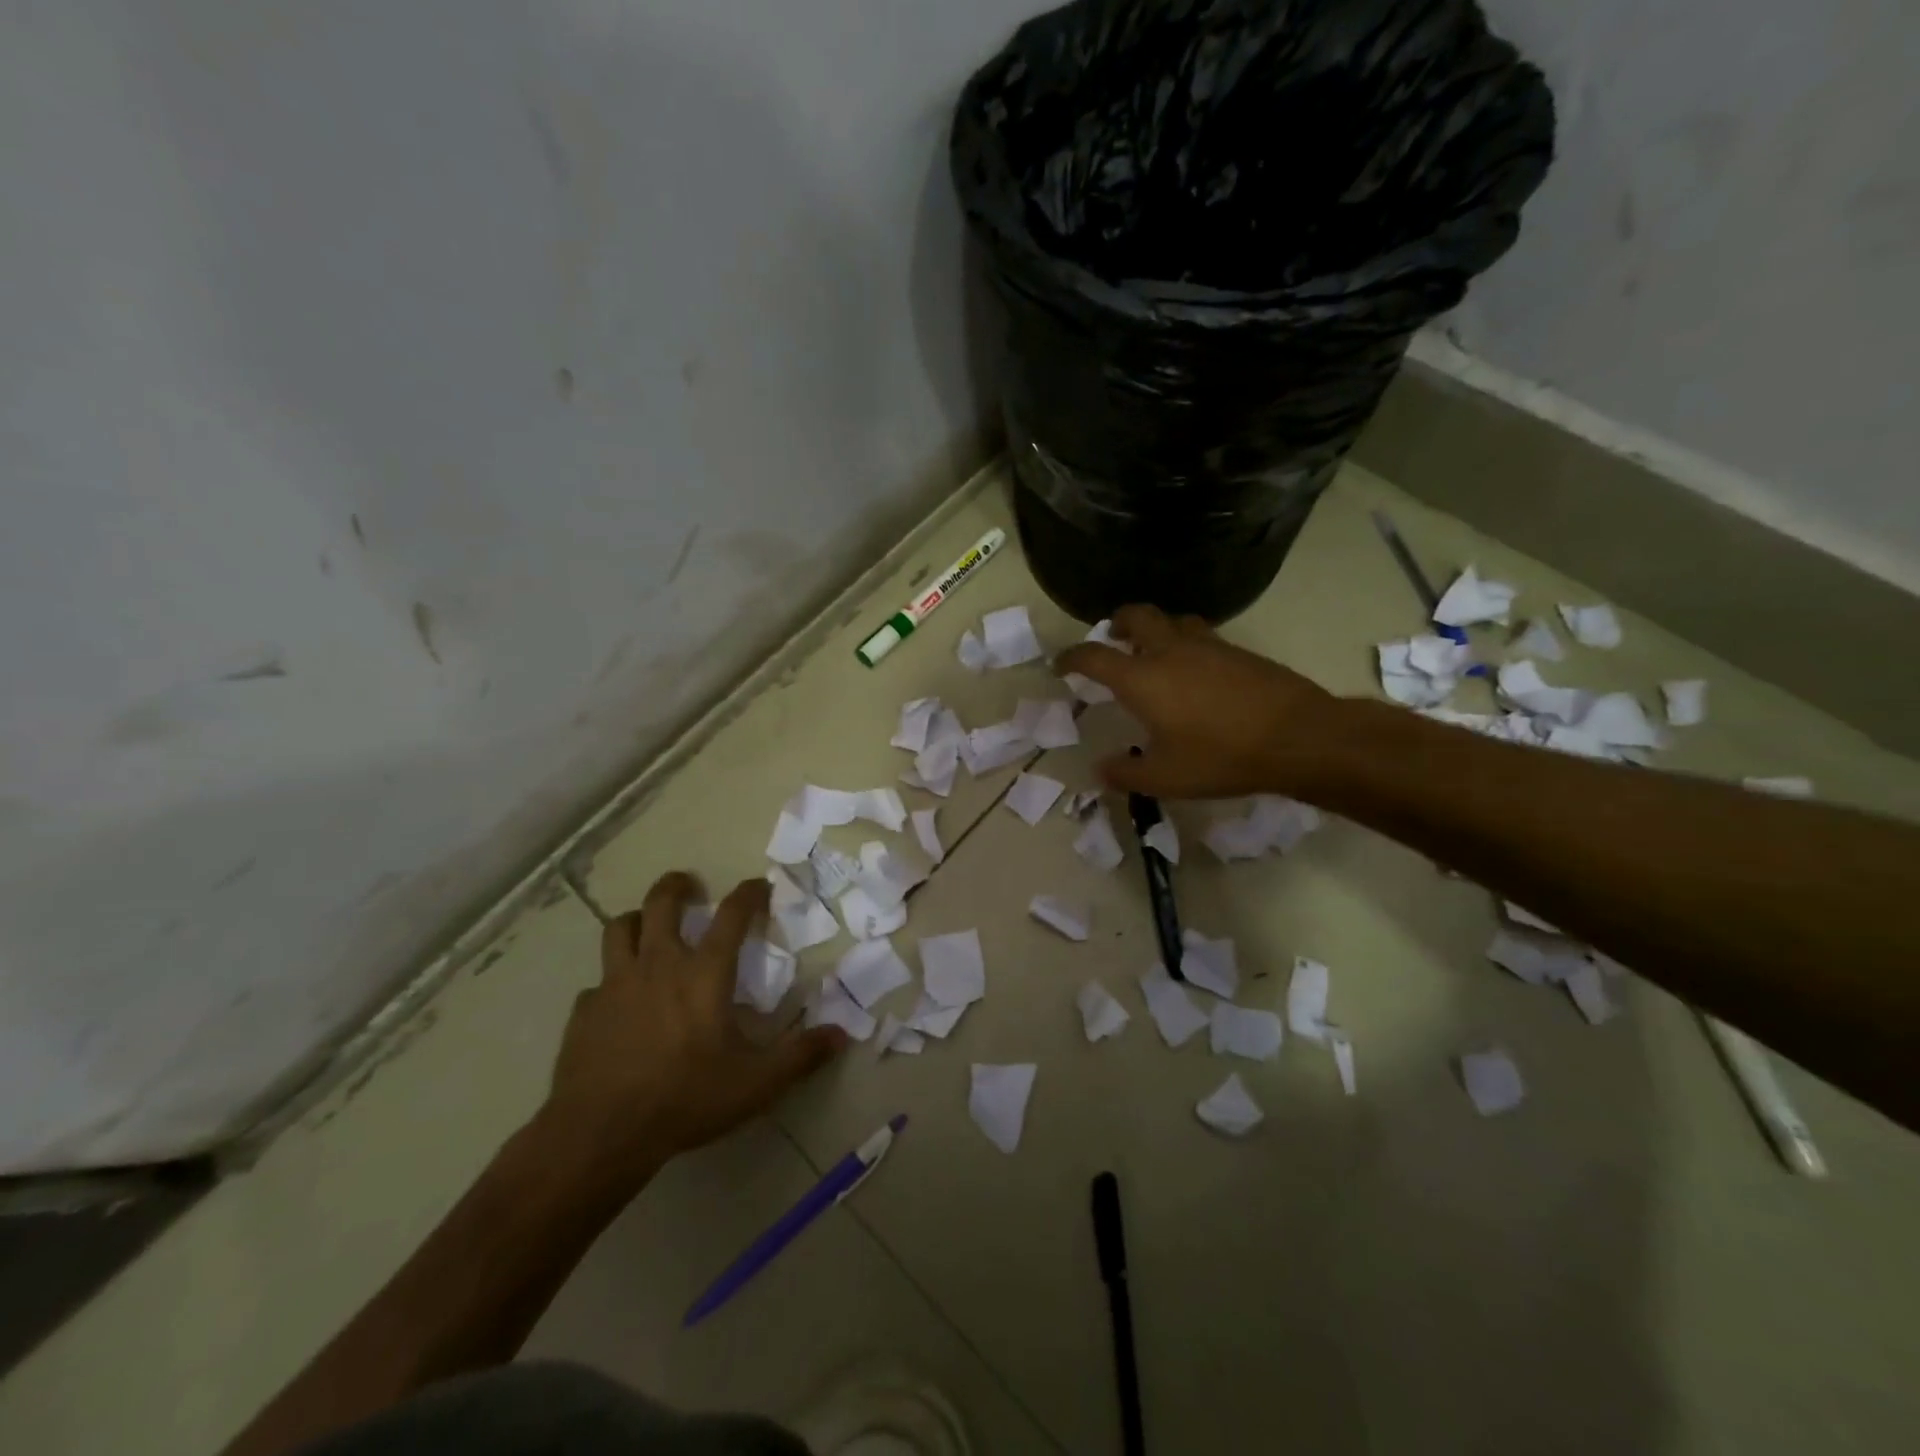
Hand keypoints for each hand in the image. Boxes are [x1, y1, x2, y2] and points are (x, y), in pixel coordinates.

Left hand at [539, 872, 845, 1185]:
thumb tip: (841, 1034)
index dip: (749, 893)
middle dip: (677, 885)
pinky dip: (611, 981)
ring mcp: (615, 984)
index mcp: (703, 972)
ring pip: (620, 928)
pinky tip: (619, 1003)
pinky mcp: (584, 1011)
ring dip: (638, 920)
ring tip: (649, 927)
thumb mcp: (755, 1083)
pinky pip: (597, 982)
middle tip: (690, 886)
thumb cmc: (685, 1098)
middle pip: (661, 902)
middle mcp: (658, 964)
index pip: (732, 914)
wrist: (600, 1132)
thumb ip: (800, 1056)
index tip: (760, 885)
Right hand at [1055, 604, 1344, 799]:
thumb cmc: (1221, 757)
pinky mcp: (1239, 651)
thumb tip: (1101, 769)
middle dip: (1116, 622)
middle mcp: (1171, 651)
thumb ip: (1126, 773)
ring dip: (1155, 628)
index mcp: (1142, 678)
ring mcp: (1208, 646)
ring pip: (1173, 620)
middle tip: (1111, 638)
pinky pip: (1202, 635)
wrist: (1297, 737)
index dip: (1071, 657)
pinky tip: (1195, 670)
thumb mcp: (1165, 778)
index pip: (1094, 656)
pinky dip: (1185, 643)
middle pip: (1136, 615)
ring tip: (1153, 650)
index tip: (1061, 665)